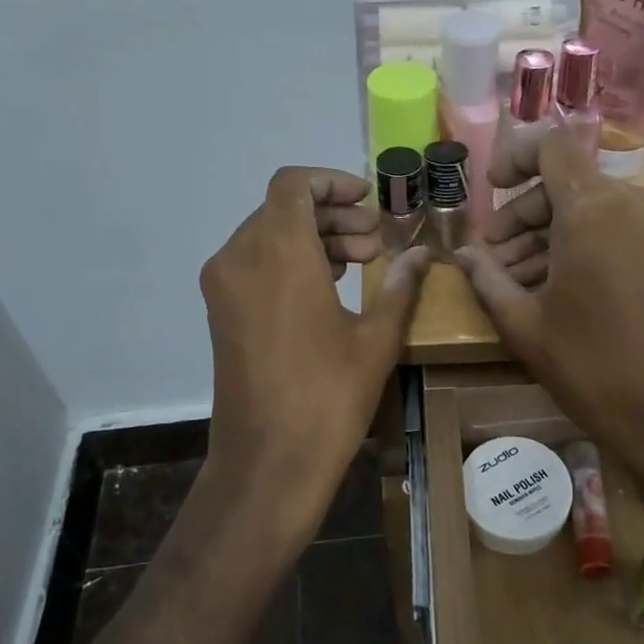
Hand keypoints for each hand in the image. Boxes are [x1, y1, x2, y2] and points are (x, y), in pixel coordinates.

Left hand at [200, 167, 428, 541]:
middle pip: (282, 209)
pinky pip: (254, 263)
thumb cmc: (328, 396)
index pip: (293, 184)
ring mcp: (223, 286)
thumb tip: (423, 254)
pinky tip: (329, 285)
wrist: (268, 461)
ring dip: (312, 237)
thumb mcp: (376, 339)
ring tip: (360, 262)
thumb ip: (400, 285)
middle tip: (376, 240)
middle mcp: (240, 257)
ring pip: (267, 235)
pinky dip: (290, 260)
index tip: (368, 200)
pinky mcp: (220, 312)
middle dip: (332, 214)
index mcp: (278, 252)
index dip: (332, 181)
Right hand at [456, 130, 643, 505]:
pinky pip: (613, 228)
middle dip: (523, 214)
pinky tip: (545, 284)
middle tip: (490, 256)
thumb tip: (462, 253)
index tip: (490, 190)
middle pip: (567, 183)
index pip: (551, 146)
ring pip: (589, 207)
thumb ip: (487, 276)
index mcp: (595, 209)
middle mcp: (634, 201)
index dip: (514, 157)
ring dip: (547, 235)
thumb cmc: (588, 365)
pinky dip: (578, 244)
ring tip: (510, 279)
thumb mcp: (523, 322)